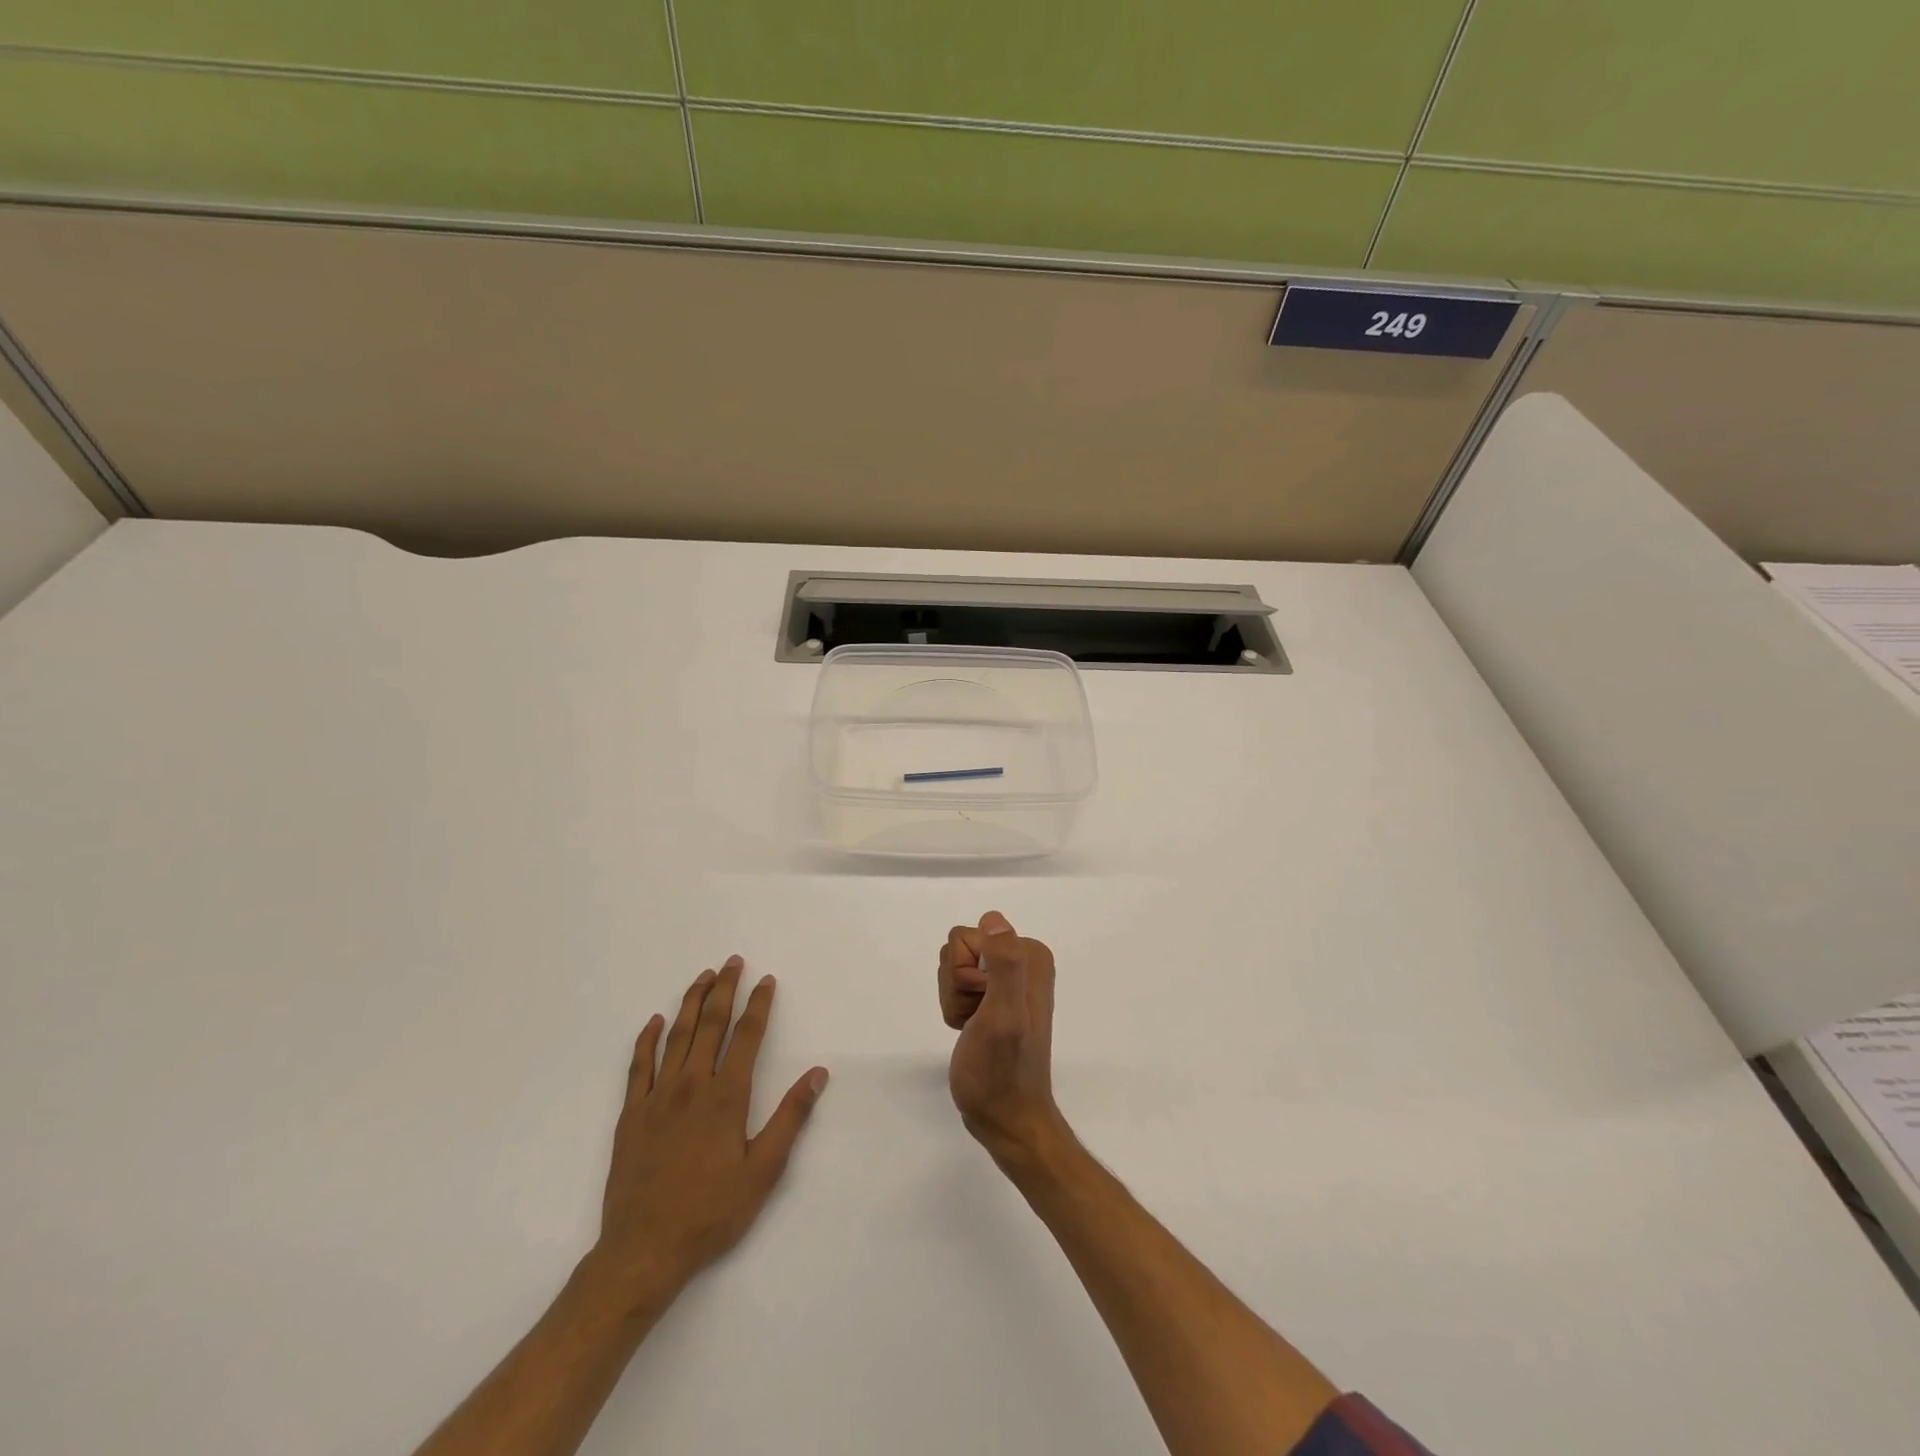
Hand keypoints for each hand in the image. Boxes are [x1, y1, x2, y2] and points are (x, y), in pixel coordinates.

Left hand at [590, 956, 828, 1305]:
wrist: (643, 1251)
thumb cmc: (711, 1212)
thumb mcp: (764, 1171)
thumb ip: (791, 1117)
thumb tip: (817, 1073)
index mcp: (726, 1096)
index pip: (746, 1036)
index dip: (759, 1004)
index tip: (766, 980)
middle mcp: (691, 1085)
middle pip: (710, 1024)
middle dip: (724, 989)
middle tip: (732, 961)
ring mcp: (656, 1097)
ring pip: (677, 1036)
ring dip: (691, 1002)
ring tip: (703, 977)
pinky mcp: (630, 1115)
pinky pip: (638, 1066)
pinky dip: (647, 1039)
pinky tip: (655, 1021)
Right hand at [938, 912, 1062, 1160]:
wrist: (1006, 1118)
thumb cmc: (1002, 1071)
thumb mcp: (1003, 1016)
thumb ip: (1005, 965)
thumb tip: (994, 919)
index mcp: (1031, 954)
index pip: (966, 936)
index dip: (963, 974)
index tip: (982, 1005)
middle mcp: (1023, 960)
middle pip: (958, 949)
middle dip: (957, 986)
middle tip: (978, 1019)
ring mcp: (1007, 979)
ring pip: (953, 967)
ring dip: (955, 1000)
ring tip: (974, 1027)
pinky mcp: (994, 997)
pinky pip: (957, 985)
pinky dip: (956, 1009)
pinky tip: (971, 1031)